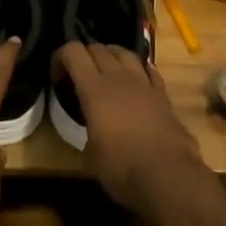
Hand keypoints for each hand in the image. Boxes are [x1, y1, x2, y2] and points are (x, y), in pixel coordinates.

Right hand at [57, 43, 211, 217]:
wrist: (168, 176)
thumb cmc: (122, 168)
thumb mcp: (91, 155)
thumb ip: (89, 132)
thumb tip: (94, 133)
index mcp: (94, 89)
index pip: (73, 52)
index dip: (61, 56)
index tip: (57, 75)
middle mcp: (118, 77)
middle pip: (98, 49)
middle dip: (85, 55)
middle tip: (80, 74)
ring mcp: (144, 83)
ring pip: (125, 53)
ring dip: (112, 56)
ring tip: (107, 69)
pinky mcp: (163, 95)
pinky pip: (149, 70)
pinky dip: (139, 69)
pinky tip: (136, 79)